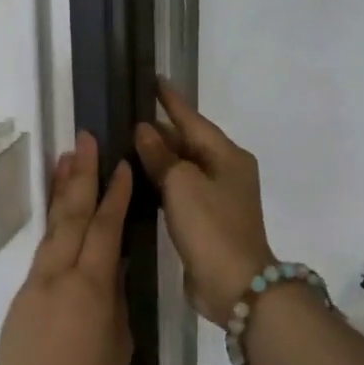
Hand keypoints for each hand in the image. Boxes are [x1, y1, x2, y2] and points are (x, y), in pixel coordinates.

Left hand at [0, 132, 133, 364]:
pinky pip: (42, 254)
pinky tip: (60, 218)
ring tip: (67, 159)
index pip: (105, 229)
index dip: (116, 195)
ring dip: (61, 193)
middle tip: (85, 139)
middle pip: (71, 216)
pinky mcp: (21, 300)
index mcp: (89, 289)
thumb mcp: (119, 349)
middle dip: (81, 176)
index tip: (123, 164)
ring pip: (52, 230)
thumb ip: (116, 302)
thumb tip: (114, 270)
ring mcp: (34, 286)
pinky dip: (53, 228)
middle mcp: (58, 277)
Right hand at [134, 78, 276, 325]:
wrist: (235, 285)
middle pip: (189, 142)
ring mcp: (218, 197)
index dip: (172, 100)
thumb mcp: (182, 184)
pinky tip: (141, 179)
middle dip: (161, 130)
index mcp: (227, 156)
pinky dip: (162, 181)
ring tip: (128, 141)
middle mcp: (226, 171)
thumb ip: (161, 155)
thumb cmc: (211, 227)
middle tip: (128, 114)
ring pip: (184, 167)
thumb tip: (145, 130)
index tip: (154, 79)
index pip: (193, 119)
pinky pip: (181, 190)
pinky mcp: (207, 220)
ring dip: (159, 156)